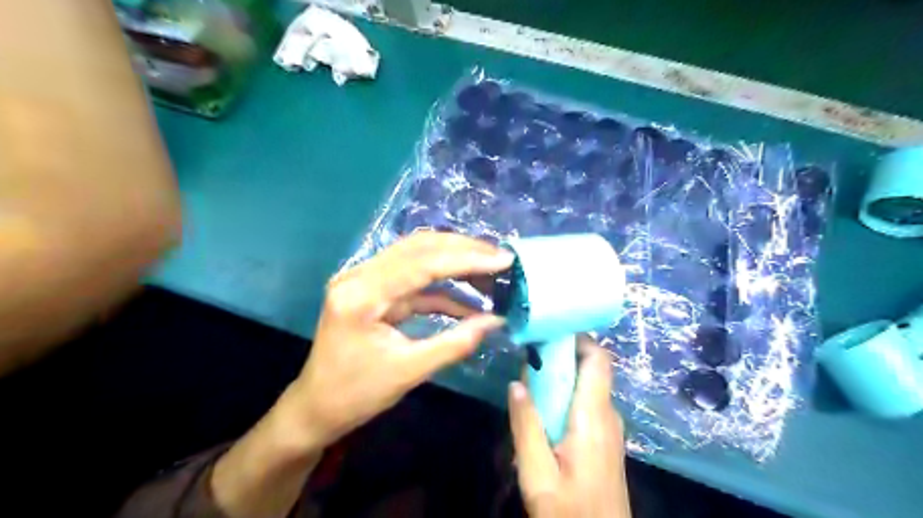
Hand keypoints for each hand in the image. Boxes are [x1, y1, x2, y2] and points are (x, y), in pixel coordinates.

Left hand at [281, 233, 511, 451]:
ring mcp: (364, 280)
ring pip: (417, 256)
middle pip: (418, 248)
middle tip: (500, 257)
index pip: (421, 263)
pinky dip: (443, 287)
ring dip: (455, 260)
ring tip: (490, 268)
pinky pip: (414, 280)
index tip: (503, 259)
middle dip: (463, 249)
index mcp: (361, 294)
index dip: (466, 258)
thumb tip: (496, 321)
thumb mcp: (409, 372)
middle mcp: (359, 276)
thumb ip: (455, 343)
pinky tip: (469, 299)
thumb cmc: (355, 395)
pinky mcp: (374, 290)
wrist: (316, 407)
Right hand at [508, 338, 631, 517]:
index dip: (577, 337)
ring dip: (560, 377)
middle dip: (560, 356)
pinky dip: (565, 396)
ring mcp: (609, 428)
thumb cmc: (570, 511)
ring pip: (587, 387)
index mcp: (593, 416)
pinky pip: (586, 404)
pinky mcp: (604, 439)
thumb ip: (526, 425)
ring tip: (529, 378)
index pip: (598, 359)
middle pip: (590, 369)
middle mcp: (608, 415)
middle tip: (528, 355)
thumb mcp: (537, 472)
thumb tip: (516, 383)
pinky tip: (542, 409)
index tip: (547, 331)